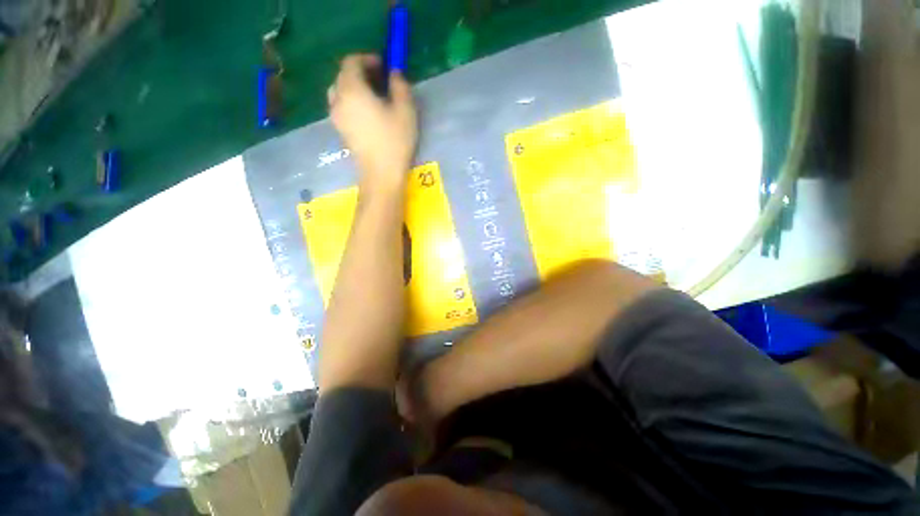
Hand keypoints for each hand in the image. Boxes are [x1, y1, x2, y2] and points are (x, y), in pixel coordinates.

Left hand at [328, 54, 417, 190]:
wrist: (381, 174)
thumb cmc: (395, 142)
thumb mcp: (405, 111)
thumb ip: (400, 85)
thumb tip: (394, 73)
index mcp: (352, 89)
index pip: (351, 62)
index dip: (367, 58)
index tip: (383, 65)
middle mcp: (338, 99)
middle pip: (343, 75)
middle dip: (360, 72)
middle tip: (379, 80)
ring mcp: (336, 117)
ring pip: (339, 91)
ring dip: (354, 87)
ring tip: (372, 97)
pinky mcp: (339, 131)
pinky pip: (341, 107)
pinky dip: (351, 102)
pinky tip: (367, 114)